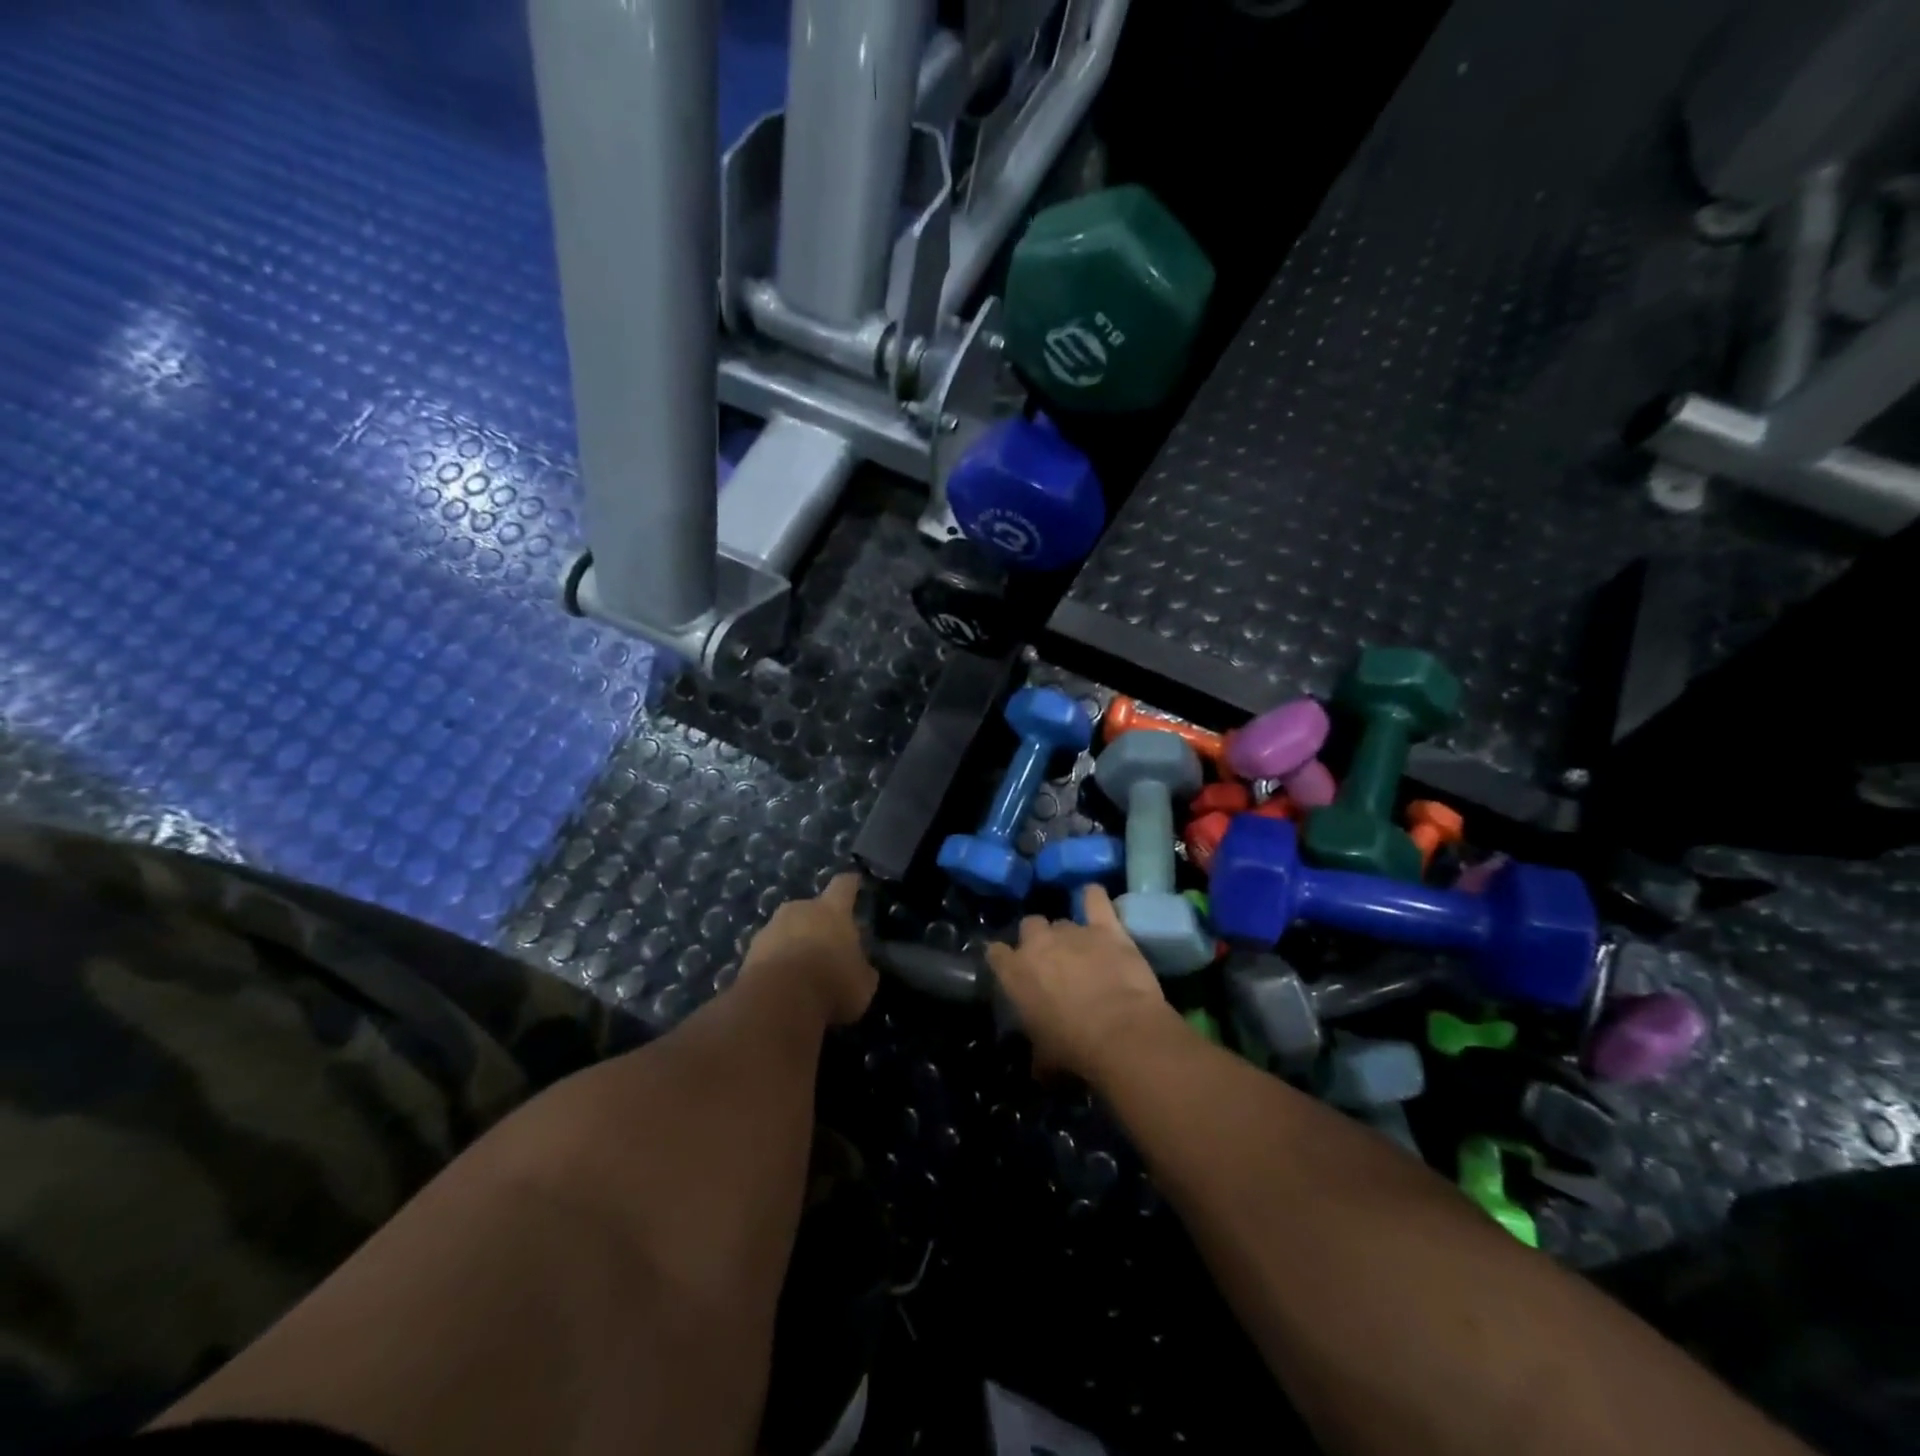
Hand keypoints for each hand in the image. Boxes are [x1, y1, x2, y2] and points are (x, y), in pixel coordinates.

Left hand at [740, 873, 878, 1026]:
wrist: (777, 1000)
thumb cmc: (831, 983)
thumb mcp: (862, 984)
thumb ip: (862, 970)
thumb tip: (861, 969)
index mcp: (833, 910)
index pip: (844, 885)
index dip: (851, 884)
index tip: (855, 881)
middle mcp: (800, 909)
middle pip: (812, 907)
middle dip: (819, 922)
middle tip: (827, 946)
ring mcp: (771, 927)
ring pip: (787, 928)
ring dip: (795, 942)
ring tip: (802, 970)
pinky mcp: (750, 950)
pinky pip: (769, 950)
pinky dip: (776, 962)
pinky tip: (782, 984)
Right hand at [986, 887, 1178, 1081]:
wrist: (1120, 1033)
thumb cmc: (1074, 1051)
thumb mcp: (1044, 1060)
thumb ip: (1037, 1054)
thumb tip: (1040, 1066)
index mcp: (1014, 973)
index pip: (995, 953)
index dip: (1005, 959)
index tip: (1012, 969)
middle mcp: (1038, 944)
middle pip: (1030, 926)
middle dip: (1039, 940)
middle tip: (1054, 962)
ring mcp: (1072, 932)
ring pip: (1063, 921)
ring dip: (1069, 934)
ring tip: (1084, 950)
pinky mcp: (1106, 927)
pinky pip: (1095, 899)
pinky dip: (1094, 898)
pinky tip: (1094, 899)